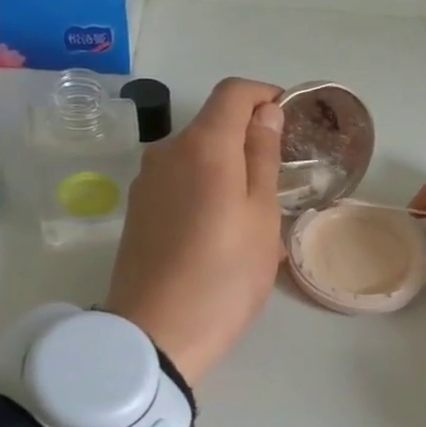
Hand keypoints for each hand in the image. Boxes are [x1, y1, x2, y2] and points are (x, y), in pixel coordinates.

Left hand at [107, 78, 286, 386]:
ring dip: (226, 167)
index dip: (264, 95)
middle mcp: (167, 151)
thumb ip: (263, 156)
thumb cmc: (225, 275)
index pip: (233, 92)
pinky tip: (219, 230)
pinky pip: (179, 181)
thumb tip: (265, 112)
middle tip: (278, 178)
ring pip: (195, 156)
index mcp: (203, 145)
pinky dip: (204, 188)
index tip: (288, 117)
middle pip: (212, 124)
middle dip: (247, 137)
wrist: (156, 334)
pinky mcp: (137, 209)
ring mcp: (146, 181)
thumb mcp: (261, 215)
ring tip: (251, 213)